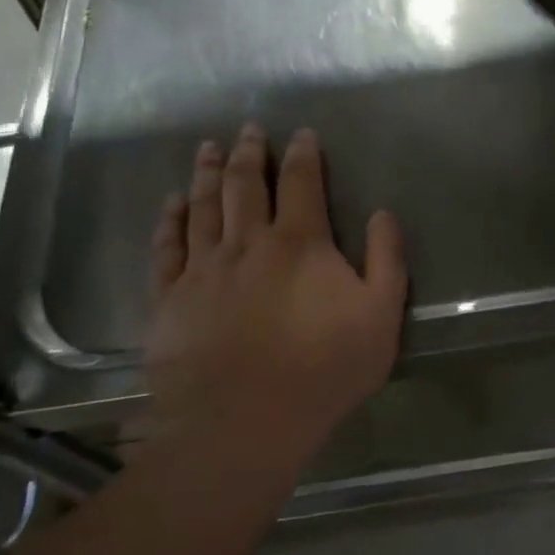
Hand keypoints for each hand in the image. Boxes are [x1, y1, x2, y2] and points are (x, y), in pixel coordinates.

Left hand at [143, 125, 406, 463]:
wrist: (243, 424)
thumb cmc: (321, 372)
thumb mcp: (380, 319)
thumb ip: (387, 261)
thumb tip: (384, 214)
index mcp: (299, 243)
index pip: (301, 182)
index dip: (303, 154)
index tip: (302, 134)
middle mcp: (247, 242)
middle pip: (245, 184)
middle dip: (249, 152)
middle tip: (248, 129)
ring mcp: (203, 268)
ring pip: (204, 205)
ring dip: (207, 172)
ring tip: (208, 148)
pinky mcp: (170, 297)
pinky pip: (167, 247)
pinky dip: (171, 219)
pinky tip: (173, 203)